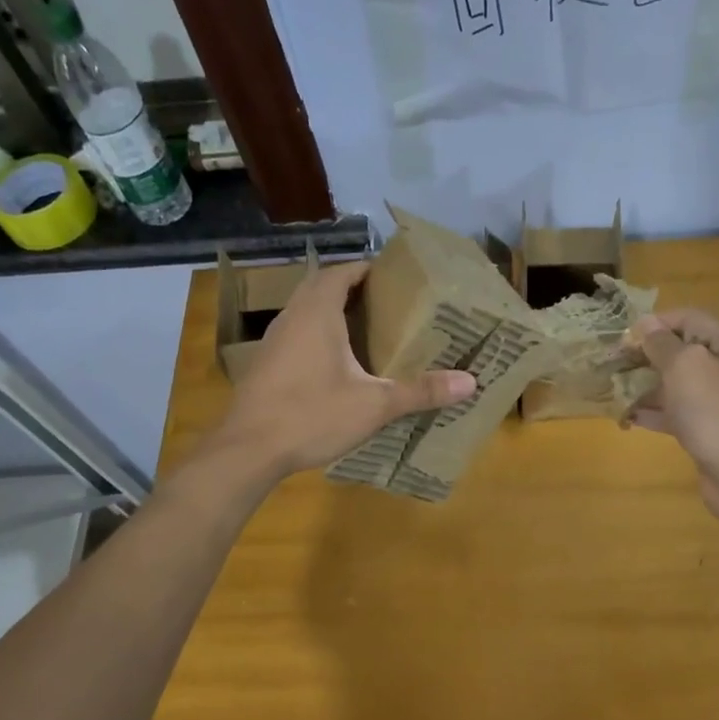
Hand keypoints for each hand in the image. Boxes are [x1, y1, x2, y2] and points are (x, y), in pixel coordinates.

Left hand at [214, 261, 475, 476]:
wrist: (248, 450)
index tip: (396, 278)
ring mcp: (273, 341)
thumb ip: (420, 391)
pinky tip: (335, 364)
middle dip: (352, 289)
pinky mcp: (265, 365)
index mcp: (317, 312)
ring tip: (366, 330)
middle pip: (321, 287)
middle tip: (386, 304)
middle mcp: (292, 317)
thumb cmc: (311, 415)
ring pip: (305, 311)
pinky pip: (296, 335)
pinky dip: (317, 336)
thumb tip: (470, 382)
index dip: (367, 270)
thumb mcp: (374, 405)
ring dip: (331, 312)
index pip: (342, 272)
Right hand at [625, 309, 718, 523]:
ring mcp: (718, 402)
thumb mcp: (685, 366)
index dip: (655, 324)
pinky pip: (676, 414)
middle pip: (681, 352)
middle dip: (645, 356)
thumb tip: (645, 324)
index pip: (688, 319)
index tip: (622, 337)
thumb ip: (662, 343)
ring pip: (675, 385)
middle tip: (611, 364)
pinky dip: (652, 413)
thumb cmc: (716, 411)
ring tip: (612, 390)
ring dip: (644, 386)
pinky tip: (626, 417)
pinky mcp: (707, 431)